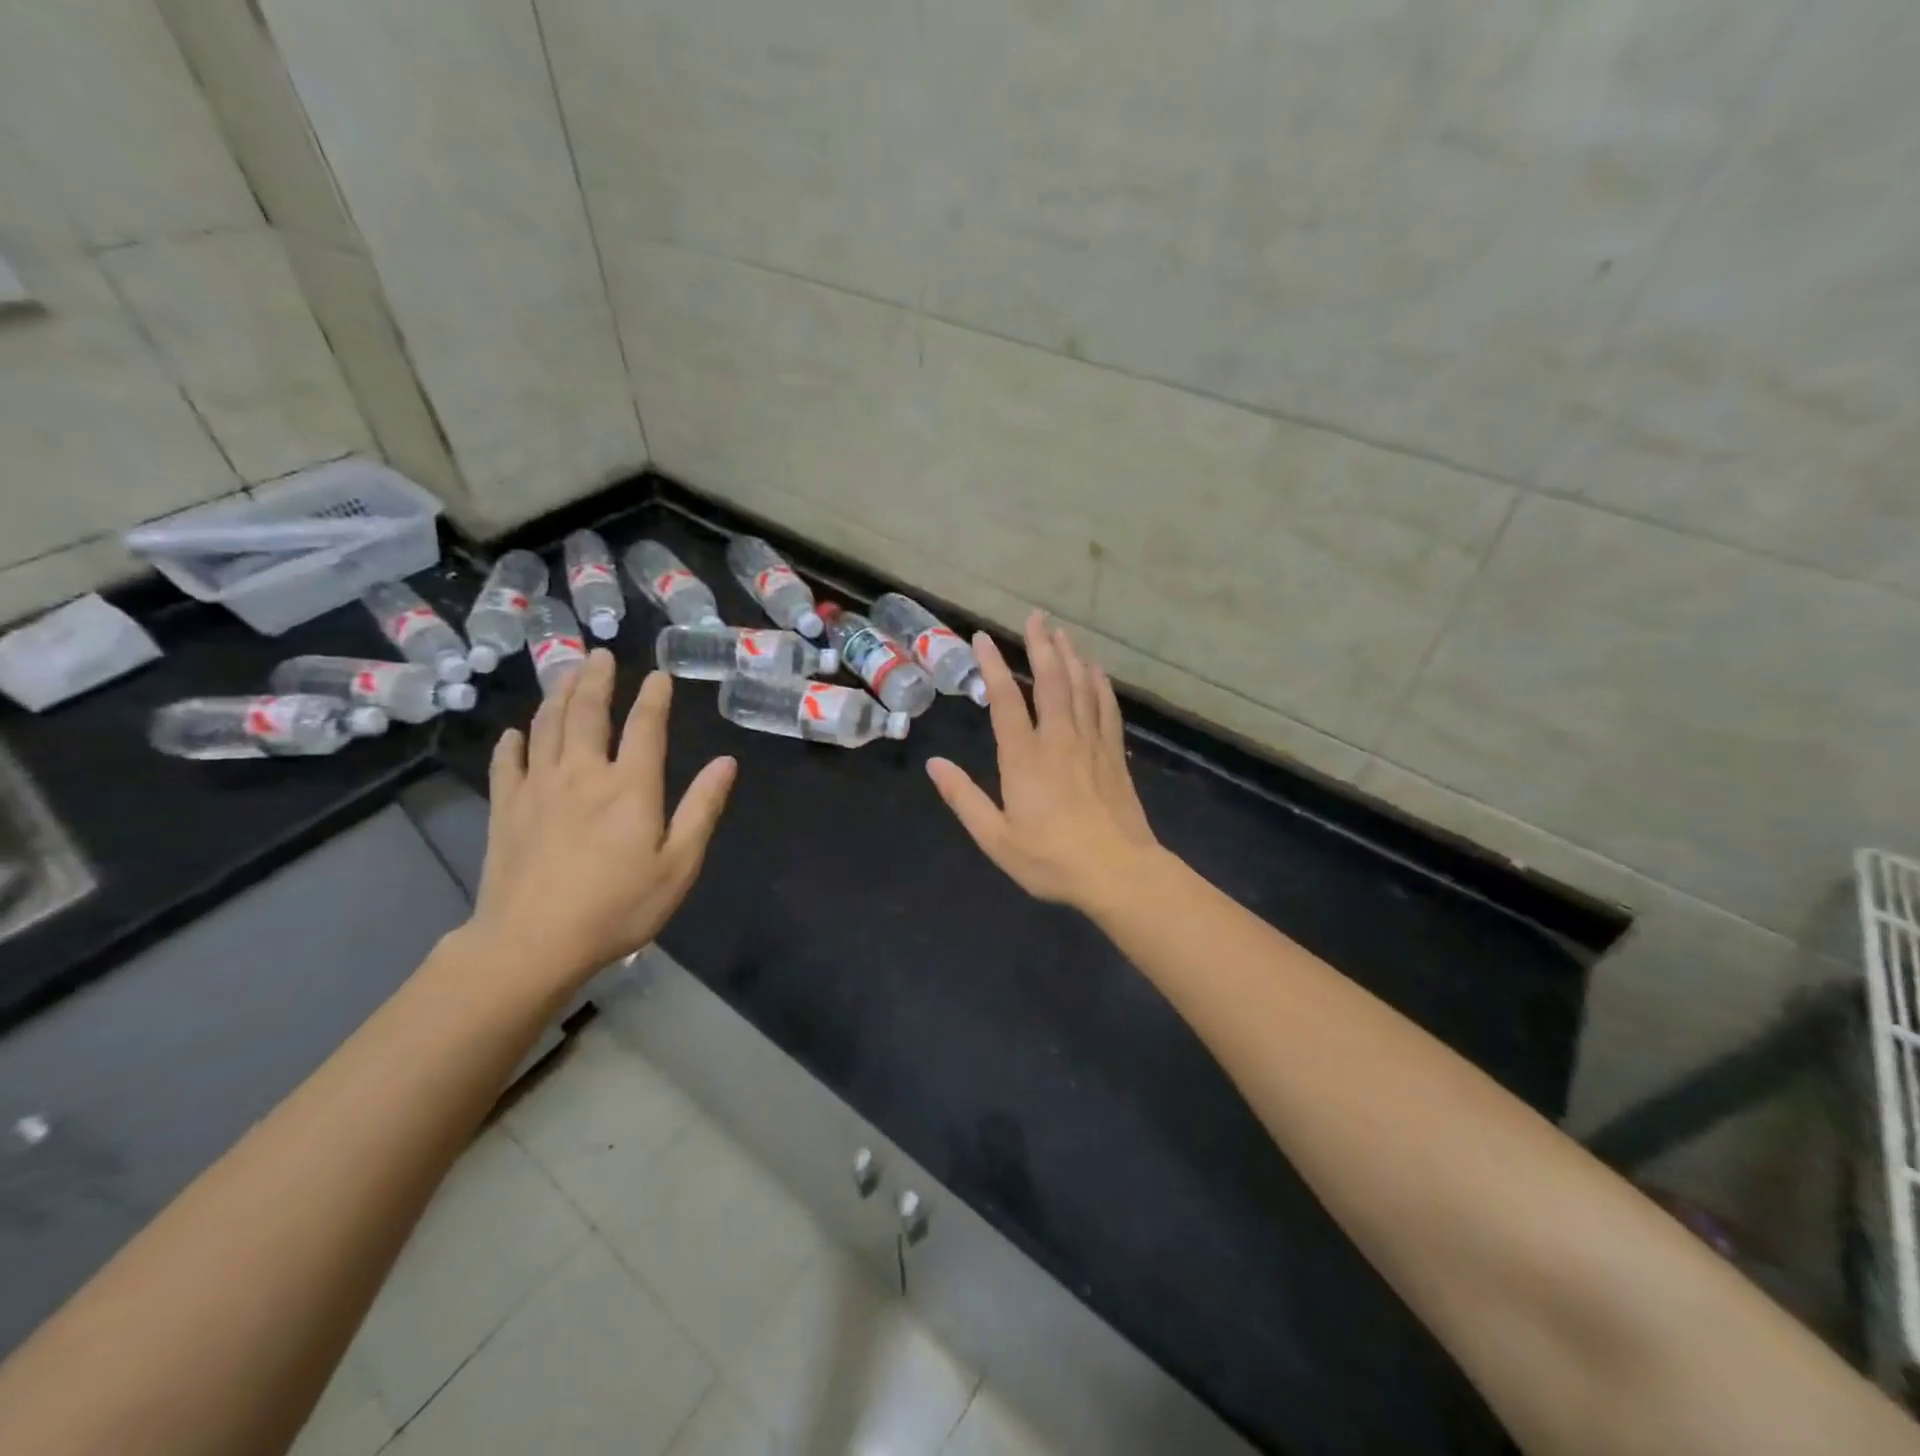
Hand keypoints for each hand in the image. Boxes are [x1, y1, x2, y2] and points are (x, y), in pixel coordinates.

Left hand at [465, 650, 736, 991]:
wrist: (533, 943)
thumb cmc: (618, 907)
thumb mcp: (678, 864)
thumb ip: (702, 808)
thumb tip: (726, 762)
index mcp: (630, 786)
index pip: (645, 727)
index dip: (653, 697)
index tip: (657, 675)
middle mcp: (583, 774)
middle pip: (587, 714)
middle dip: (596, 680)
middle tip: (599, 654)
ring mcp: (538, 789)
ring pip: (546, 727)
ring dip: (558, 695)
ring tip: (565, 672)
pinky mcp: (506, 809)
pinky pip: (507, 764)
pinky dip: (513, 743)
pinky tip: (515, 733)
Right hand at [927, 612, 1158, 909]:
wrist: (1118, 872)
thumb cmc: (1051, 859)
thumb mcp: (995, 837)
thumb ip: (963, 798)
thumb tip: (934, 764)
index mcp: (1024, 757)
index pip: (1005, 700)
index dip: (992, 666)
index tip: (982, 638)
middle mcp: (1059, 738)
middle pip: (1050, 680)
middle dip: (1040, 645)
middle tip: (1034, 617)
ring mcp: (1091, 743)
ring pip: (1081, 686)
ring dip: (1070, 655)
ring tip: (1060, 632)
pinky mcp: (1114, 754)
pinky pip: (1106, 706)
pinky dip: (1099, 683)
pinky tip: (1096, 670)